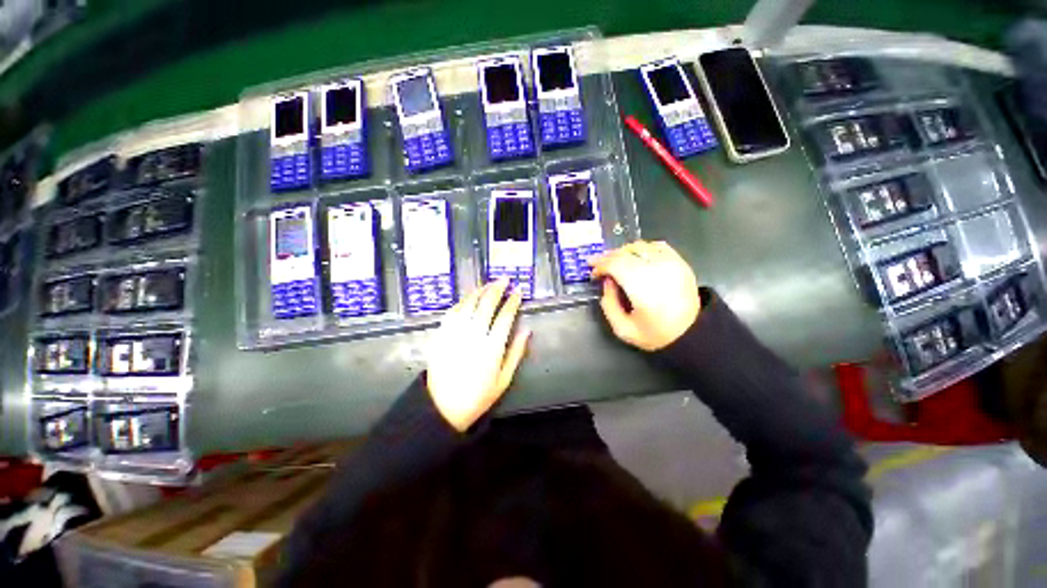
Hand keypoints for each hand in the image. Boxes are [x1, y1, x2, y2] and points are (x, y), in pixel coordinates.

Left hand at [426, 279, 531, 431]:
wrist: (442, 407)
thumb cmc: (478, 396)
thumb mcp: (504, 379)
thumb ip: (516, 353)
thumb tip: (527, 331)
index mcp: (492, 348)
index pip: (505, 316)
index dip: (513, 301)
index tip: (519, 291)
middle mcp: (474, 336)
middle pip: (486, 304)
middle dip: (497, 289)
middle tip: (504, 279)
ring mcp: (455, 334)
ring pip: (468, 304)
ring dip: (479, 291)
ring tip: (488, 283)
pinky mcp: (441, 335)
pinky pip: (452, 312)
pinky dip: (462, 302)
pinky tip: (468, 298)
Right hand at [590, 240, 700, 350]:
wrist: (692, 334)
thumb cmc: (655, 334)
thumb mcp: (623, 329)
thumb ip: (609, 305)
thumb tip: (607, 282)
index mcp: (641, 289)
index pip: (615, 264)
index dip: (600, 265)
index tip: (593, 272)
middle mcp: (656, 271)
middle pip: (625, 253)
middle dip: (608, 257)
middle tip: (599, 265)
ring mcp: (671, 264)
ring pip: (640, 246)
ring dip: (623, 252)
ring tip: (616, 261)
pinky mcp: (680, 263)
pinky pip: (657, 246)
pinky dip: (643, 248)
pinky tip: (637, 257)